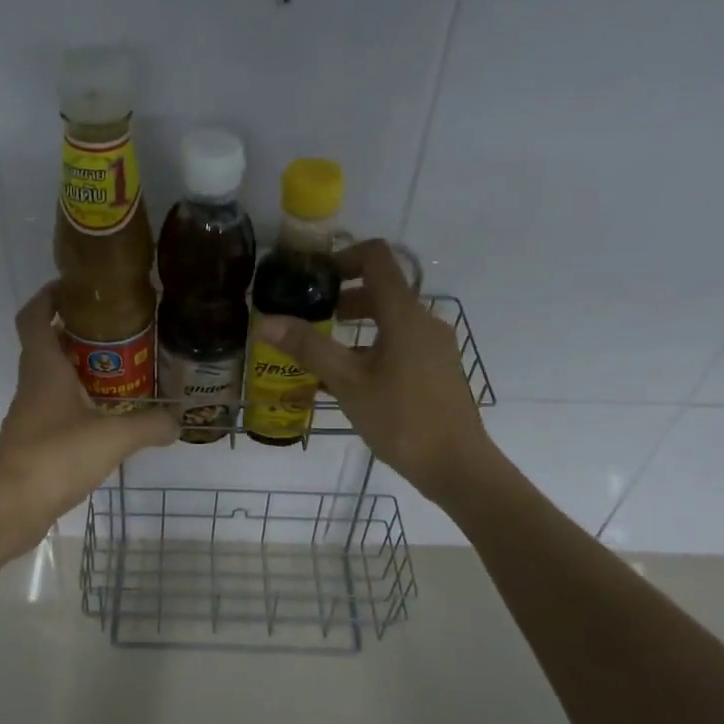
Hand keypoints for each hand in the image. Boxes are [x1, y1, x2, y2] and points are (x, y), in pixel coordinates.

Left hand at [0, 284, 177, 554]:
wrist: (10, 507)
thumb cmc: (56, 456)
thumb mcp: (113, 437)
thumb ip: (149, 425)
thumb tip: (177, 421)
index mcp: (44, 368)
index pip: (34, 317)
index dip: (48, 297)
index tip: (73, 287)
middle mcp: (33, 385)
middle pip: (48, 346)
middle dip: (77, 334)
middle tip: (118, 333)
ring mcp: (31, 416)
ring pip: (54, 381)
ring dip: (81, 372)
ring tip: (122, 374)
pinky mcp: (35, 444)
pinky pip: (59, 412)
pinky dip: (81, 407)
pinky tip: (109, 420)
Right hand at [252, 240, 493, 504]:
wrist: (457, 466)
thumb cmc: (401, 419)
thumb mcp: (348, 384)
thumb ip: (308, 348)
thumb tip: (265, 321)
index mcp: (404, 315)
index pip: (376, 258)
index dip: (342, 257)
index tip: (313, 279)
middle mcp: (425, 321)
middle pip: (383, 290)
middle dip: (343, 298)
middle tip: (311, 319)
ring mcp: (435, 346)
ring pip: (391, 320)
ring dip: (357, 327)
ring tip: (325, 353)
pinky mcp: (438, 369)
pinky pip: (401, 344)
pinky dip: (374, 347)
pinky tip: (352, 381)